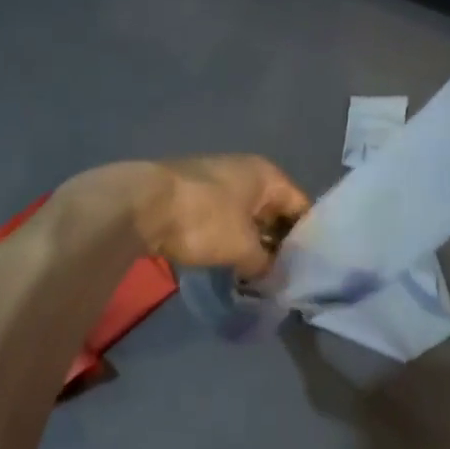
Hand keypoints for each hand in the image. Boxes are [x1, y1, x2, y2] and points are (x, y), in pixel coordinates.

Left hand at [68, 156, 310, 278]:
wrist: (141, 204)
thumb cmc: (204, 219)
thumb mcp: (243, 247)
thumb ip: (266, 264)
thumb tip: (274, 277)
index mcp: (267, 174)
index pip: (301, 205)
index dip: (307, 238)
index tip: (308, 270)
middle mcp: (246, 171)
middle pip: (273, 210)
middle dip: (278, 243)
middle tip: (282, 277)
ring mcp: (216, 180)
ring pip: (247, 216)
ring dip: (251, 243)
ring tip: (255, 276)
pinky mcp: (192, 195)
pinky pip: (223, 218)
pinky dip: (229, 239)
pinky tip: (227, 264)